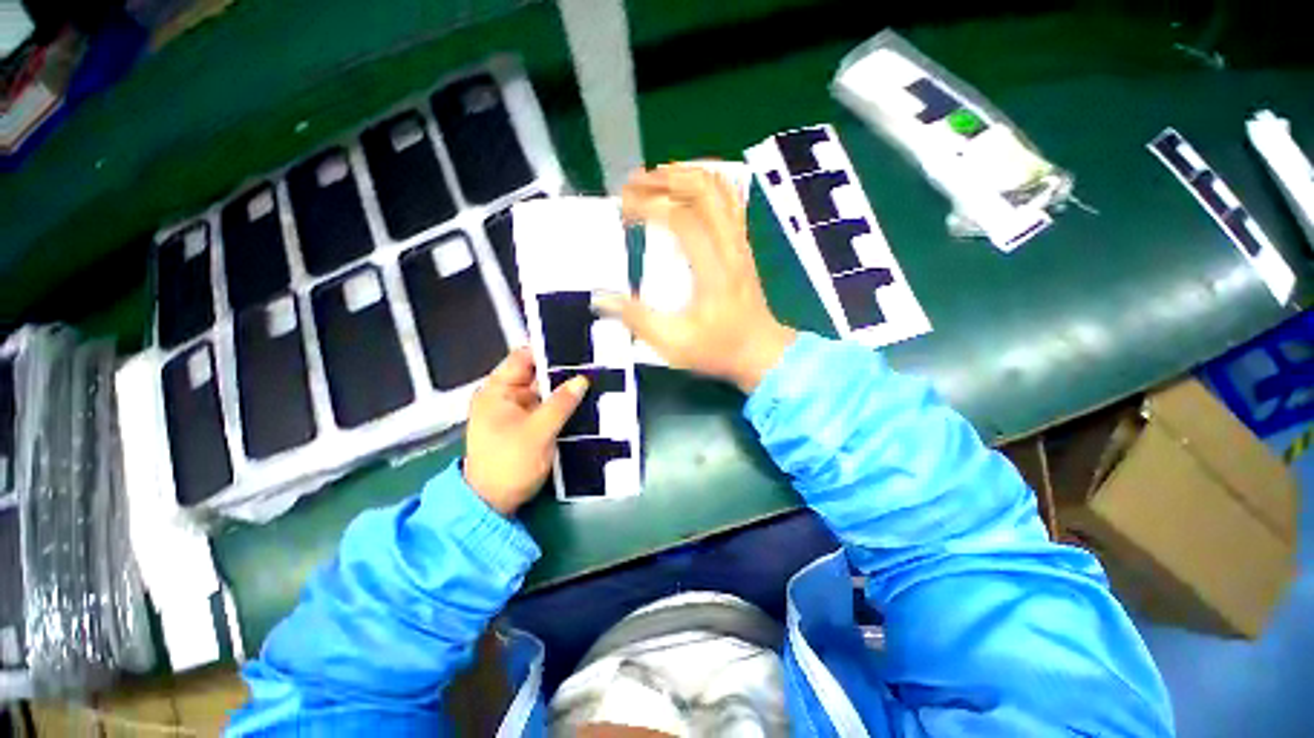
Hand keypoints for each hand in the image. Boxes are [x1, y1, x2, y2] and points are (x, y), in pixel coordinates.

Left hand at [464, 348, 587, 514]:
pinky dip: (555, 412)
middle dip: (560, 374)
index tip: (578, 348)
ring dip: (560, 395)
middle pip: (533, 376)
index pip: (523, 358)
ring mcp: (508, 415)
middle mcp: (500, 397)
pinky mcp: (518, 432)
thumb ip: (561, 404)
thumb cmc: (509, 463)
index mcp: (496, 390)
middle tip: (593, 368)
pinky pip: (539, 414)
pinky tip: (579, 410)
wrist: (492, 503)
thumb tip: (581, 379)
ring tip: (593, 386)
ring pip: (539, 396)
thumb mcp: (538, 432)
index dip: (548, 352)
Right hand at [594, 165, 795, 392]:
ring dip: (684, 174)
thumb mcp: (674, 344)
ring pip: (719, 187)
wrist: (763, 353)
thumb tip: (600, 298)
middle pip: (704, 189)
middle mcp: (729, 245)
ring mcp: (739, 238)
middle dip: (664, 178)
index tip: (623, 211)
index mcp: (713, 269)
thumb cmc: (719, 349)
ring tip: (652, 180)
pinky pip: (728, 196)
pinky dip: (704, 181)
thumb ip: (637, 319)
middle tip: (632, 185)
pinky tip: (680, 184)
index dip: (650, 205)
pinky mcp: (741, 239)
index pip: (683, 219)